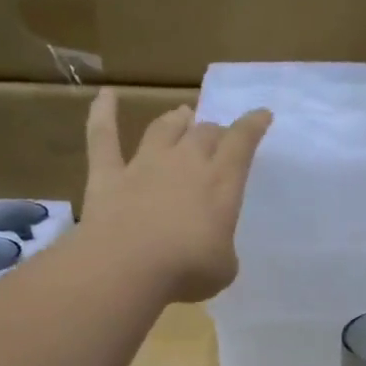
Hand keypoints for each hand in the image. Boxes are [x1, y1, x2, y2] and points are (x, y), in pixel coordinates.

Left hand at [82, 89, 272, 303]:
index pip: (241, 143)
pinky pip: (103, 136)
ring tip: (183, 114)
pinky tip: (106, 95)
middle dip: (215, 131)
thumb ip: (221, 247)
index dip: (253, 126)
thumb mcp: (224, 267)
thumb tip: (211, 245)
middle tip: (219, 136)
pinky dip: (103, 112)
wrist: (126, 269)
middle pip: (204, 133)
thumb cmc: (187, 271)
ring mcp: (144, 165)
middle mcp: (185, 164)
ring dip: (176, 120)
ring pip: (164, 129)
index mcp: (221, 183)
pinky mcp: (108, 175)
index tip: (261, 115)